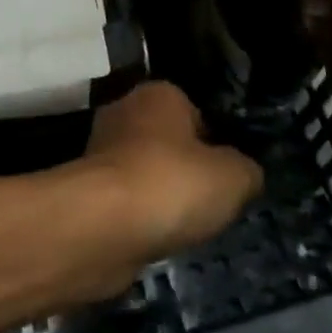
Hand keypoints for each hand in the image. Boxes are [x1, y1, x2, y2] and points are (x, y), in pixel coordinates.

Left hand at [67, 82, 262, 279]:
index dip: (215, 145)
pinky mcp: (86, 188)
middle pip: (168, 142)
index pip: (196, 112)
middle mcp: (125, 110)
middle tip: (207, 205)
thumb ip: (246, 170)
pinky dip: (138, 218)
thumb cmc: (171, 184)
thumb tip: (244, 172)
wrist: (101, 225)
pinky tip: (151, 239)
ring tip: (180, 227)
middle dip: (185, 172)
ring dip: (160, 197)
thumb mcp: (233, 177)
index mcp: (159, 93)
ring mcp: (100, 149)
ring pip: (145, 172)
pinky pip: (125, 200)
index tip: (226, 177)